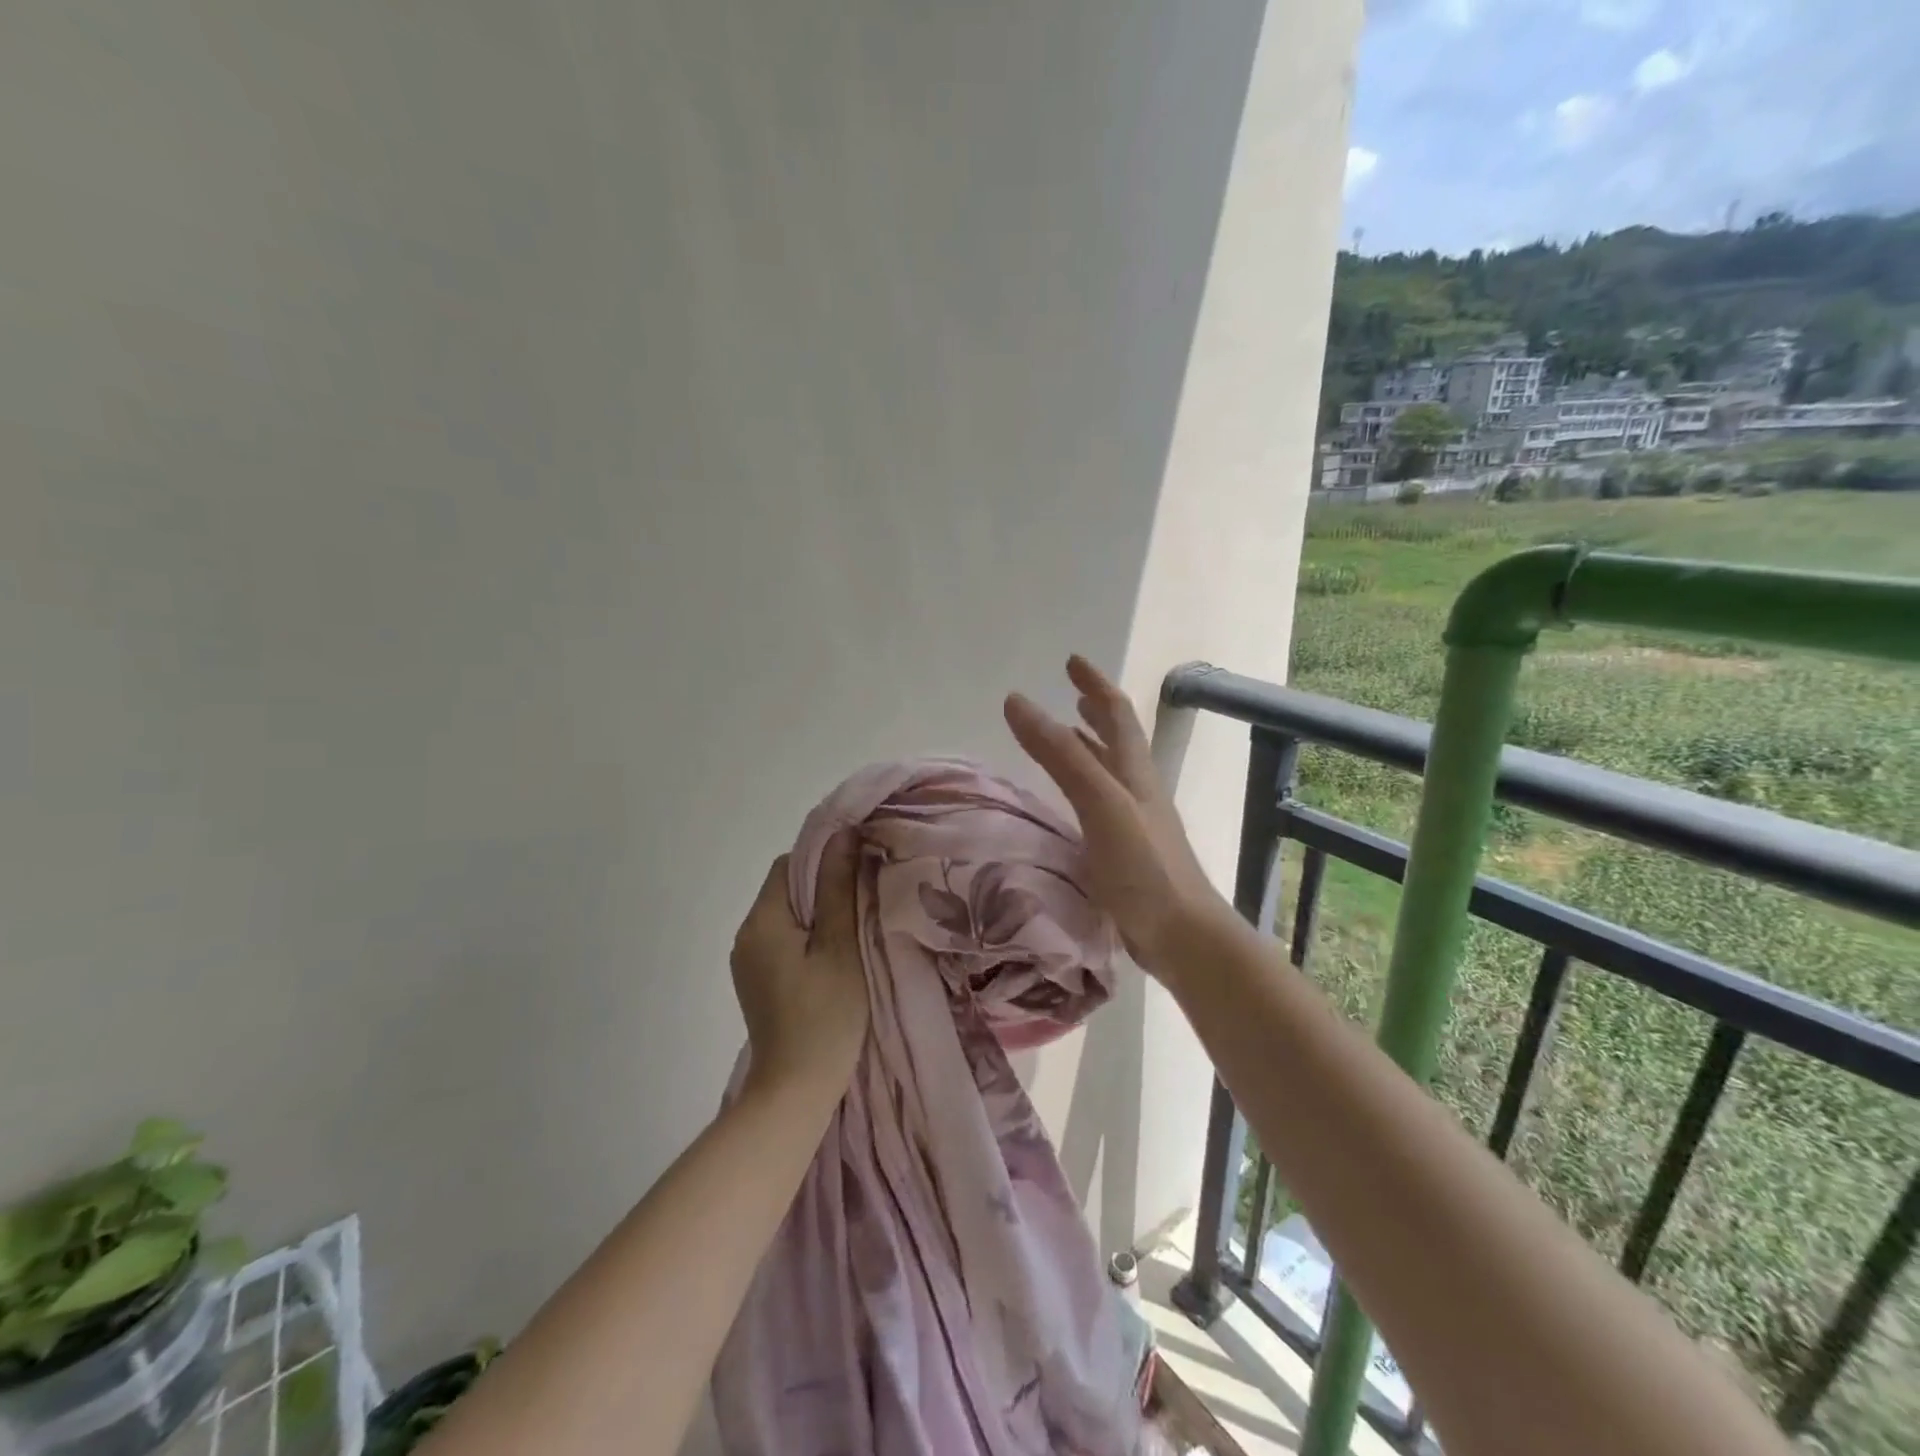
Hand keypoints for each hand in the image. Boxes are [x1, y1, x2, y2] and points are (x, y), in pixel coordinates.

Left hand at [730, 832, 869, 1100]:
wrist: (795, 1092)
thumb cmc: (825, 1016)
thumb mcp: (840, 946)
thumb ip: (839, 887)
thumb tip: (843, 832)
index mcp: (761, 921)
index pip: (788, 865)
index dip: (823, 860)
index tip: (857, 874)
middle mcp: (745, 935)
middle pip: (784, 889)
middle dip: (822, 888)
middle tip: (863, 901)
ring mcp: (746, 962)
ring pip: (785, 917)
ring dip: (815, 915)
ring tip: (851, 930)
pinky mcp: (755, 982)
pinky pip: (780, 942)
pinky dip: (805, 939)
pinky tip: (831, 958)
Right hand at [1003, 655, 1232, 982]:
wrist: (1182, 935)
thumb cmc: (1143, 865)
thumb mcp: (1099, 802)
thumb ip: (1060, 754)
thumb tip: (1018, 701)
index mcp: (1134, 772)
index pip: (1116, 713)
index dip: (1095, 684)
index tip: (1072, 662)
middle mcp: (1137, 790)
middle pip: (1118, 740)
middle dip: (1095, 711)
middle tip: (1072, 694)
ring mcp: (1135, 823)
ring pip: (1110, 773)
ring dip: (1089, 748)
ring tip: (1066, 737)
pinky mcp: (1127, 853)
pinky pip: (1100, 806)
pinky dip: (1083, 789)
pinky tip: (1068, 805)